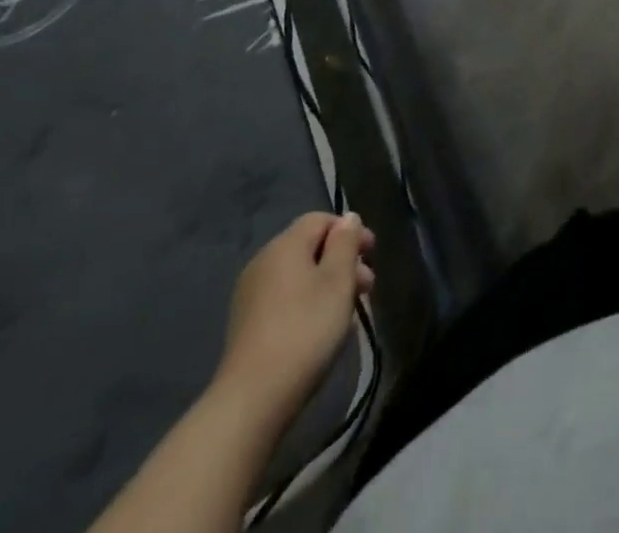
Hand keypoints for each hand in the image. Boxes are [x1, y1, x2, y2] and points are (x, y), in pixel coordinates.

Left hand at [211, 212, 374, 424]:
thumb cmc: (305, 330)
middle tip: (367, 288)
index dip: (350, 231)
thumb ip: (345, 243)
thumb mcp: (338, 281)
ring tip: (349, 314)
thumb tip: (348, 218)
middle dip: (342, 262)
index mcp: (285, 245)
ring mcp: (251, 295)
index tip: (372, 254)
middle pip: (310, 248)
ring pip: (299, 276)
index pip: (321, 219)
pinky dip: (308, 304)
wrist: (252, 399)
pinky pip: (285, 299)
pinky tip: (322, 330)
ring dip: (328, 285)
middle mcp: (263, 262)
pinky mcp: (246, 325)